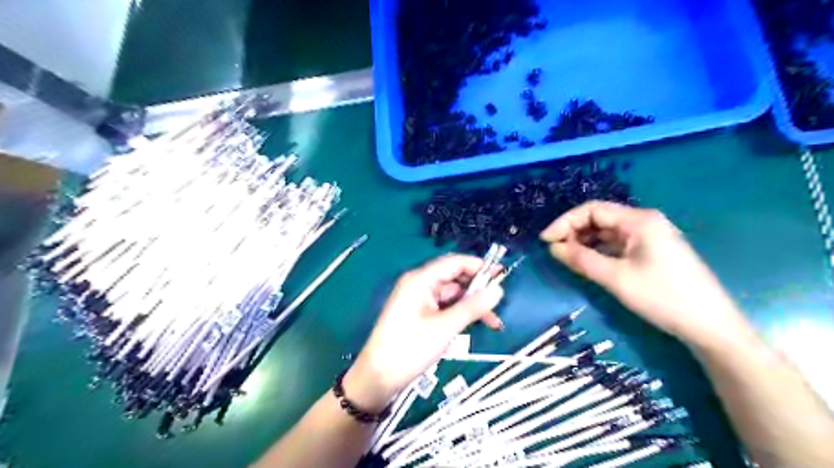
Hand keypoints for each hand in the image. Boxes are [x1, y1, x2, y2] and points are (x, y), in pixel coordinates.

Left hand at [345, 255, 503, 411]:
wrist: (378, 377)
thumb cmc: (410, 348)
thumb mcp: (445, 327)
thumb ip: (472, 307)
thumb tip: (498, 290)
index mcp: (420, 280)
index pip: (454, 263)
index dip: (479, 266)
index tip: (502, 275)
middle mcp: (419, 284)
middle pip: (454, 278)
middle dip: (477, 289)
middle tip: (499, 303)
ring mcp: (419, 300)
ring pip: (452, 295)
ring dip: (471, 305)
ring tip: (493, 322)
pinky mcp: (420, 314)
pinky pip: (445, 307)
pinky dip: (460, 314)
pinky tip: (475, 325)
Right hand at [542, 200, 756, 350]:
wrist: (710, 326)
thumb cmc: (663, 298)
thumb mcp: (616, 278)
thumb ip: (582, 259)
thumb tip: (553, 247)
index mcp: (639, 220)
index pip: (592, 209)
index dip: (564, 222)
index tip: (546, 241)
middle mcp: (644, 221)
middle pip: (599, 218)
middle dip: (574, 231)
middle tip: (555, 251)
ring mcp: (650, 236)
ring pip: (607, 231)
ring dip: (585, 241)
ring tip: (567, 257)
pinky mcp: (652, 250)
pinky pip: (618, 243)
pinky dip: (599, 250)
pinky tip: (588, 262)